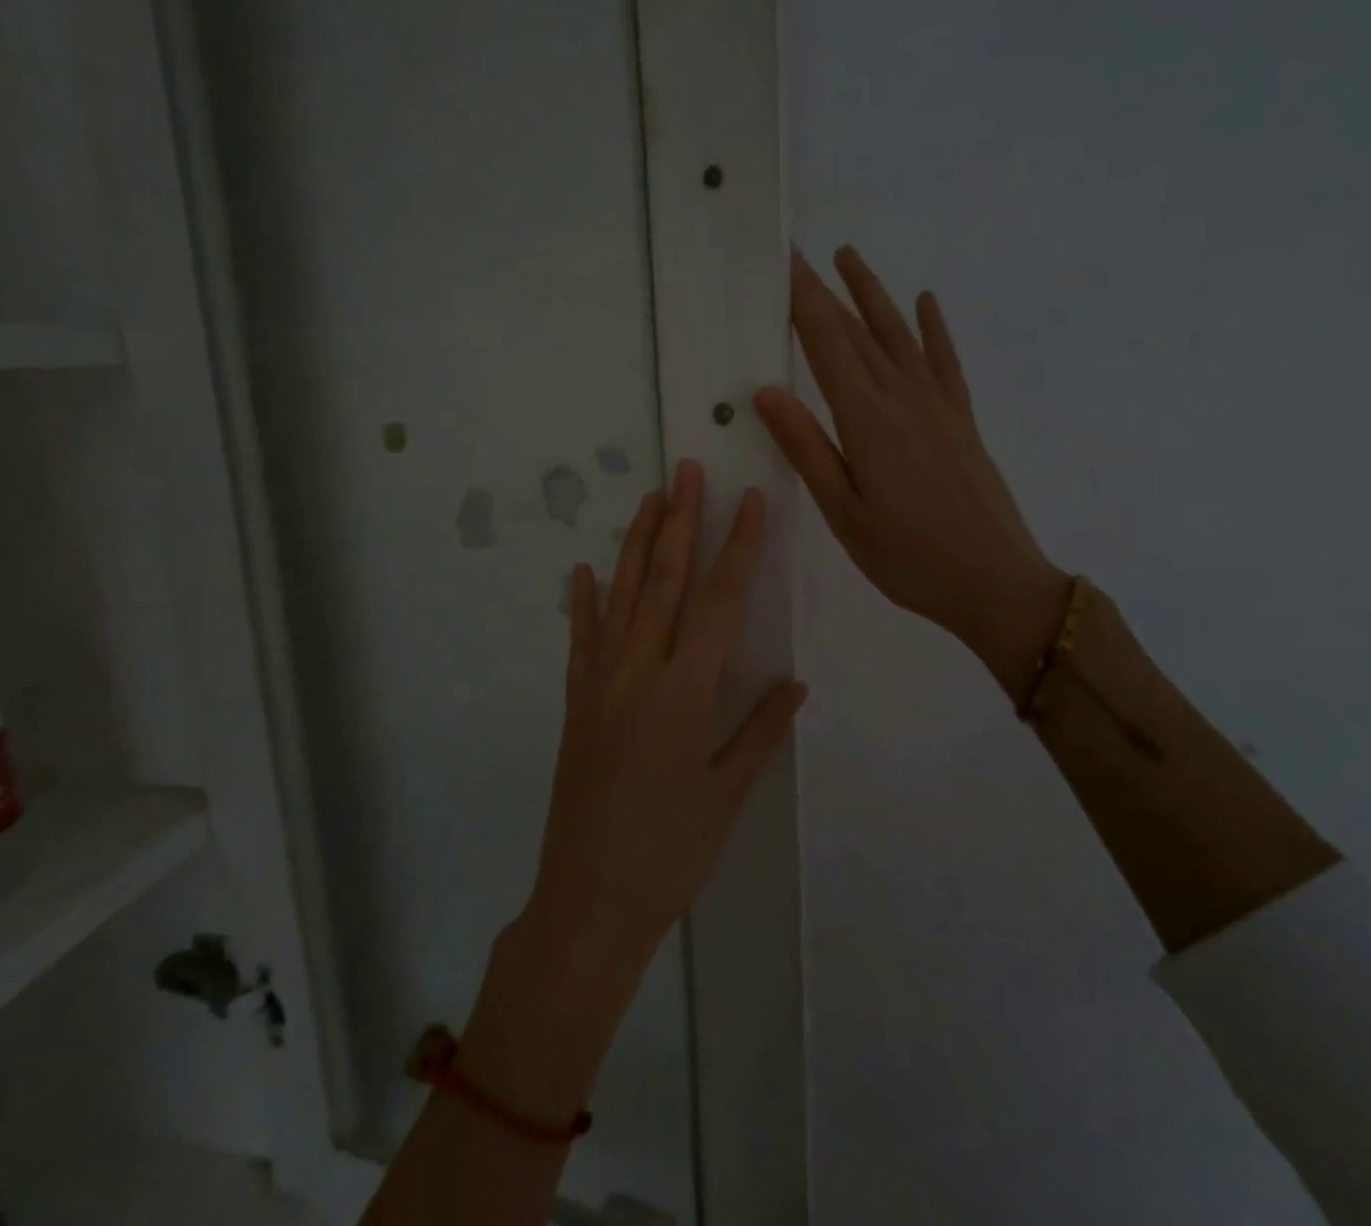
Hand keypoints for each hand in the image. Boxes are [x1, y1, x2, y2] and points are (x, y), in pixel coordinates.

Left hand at [520, 460, 807, 994]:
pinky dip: (583, 601)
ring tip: (650, 498)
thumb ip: (761, 730)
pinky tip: (584, 569)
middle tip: (689, 470)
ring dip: (636, 544)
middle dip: (681, 521)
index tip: (750, 502)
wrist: (589, 900)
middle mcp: (637, 672)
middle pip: (663, 581)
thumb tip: (796, 682)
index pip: (718, 603)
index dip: (738, 548)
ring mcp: (598, 683)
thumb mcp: (727, 794)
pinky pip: (580, 639)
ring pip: (620, 597)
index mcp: (684, 693)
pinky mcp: (574, 701)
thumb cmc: (670, 853)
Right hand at [755, 246, 1068, 700]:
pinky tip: (926, 302)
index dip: (802, 299)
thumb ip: (808, 449)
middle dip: (825, 289)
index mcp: (868, 421)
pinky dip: (933, 328)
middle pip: (857, 331)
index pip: (826, 344)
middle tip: (799, 252)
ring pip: (900, 335)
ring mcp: (939, 406)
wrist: (998, 583)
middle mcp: (904, 399)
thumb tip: (767, 391)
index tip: (783, 260)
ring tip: (849, 256)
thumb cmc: (910, 558)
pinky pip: (945, 361)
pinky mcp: (962, 420)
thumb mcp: (845, 514)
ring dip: (873, 294)